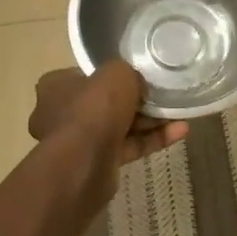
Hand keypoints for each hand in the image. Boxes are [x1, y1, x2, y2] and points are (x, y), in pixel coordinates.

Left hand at [29, 63, 188, 183]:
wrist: (84, 163)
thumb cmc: (93, 108)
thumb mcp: (116, 73)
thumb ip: (127, 72)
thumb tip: (134, 82)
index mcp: (56, 87)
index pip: (86, 76)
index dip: (112, 75)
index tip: (136, 75)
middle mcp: (62, 114)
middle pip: (105, 102)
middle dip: (136, 101)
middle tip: (162, 94)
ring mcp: (79, 141)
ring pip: (120, 126)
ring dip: (149, 121)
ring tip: (179, 112)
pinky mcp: (98, 163)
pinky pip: (129, 146)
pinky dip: (152, 139)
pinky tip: (180, 131)